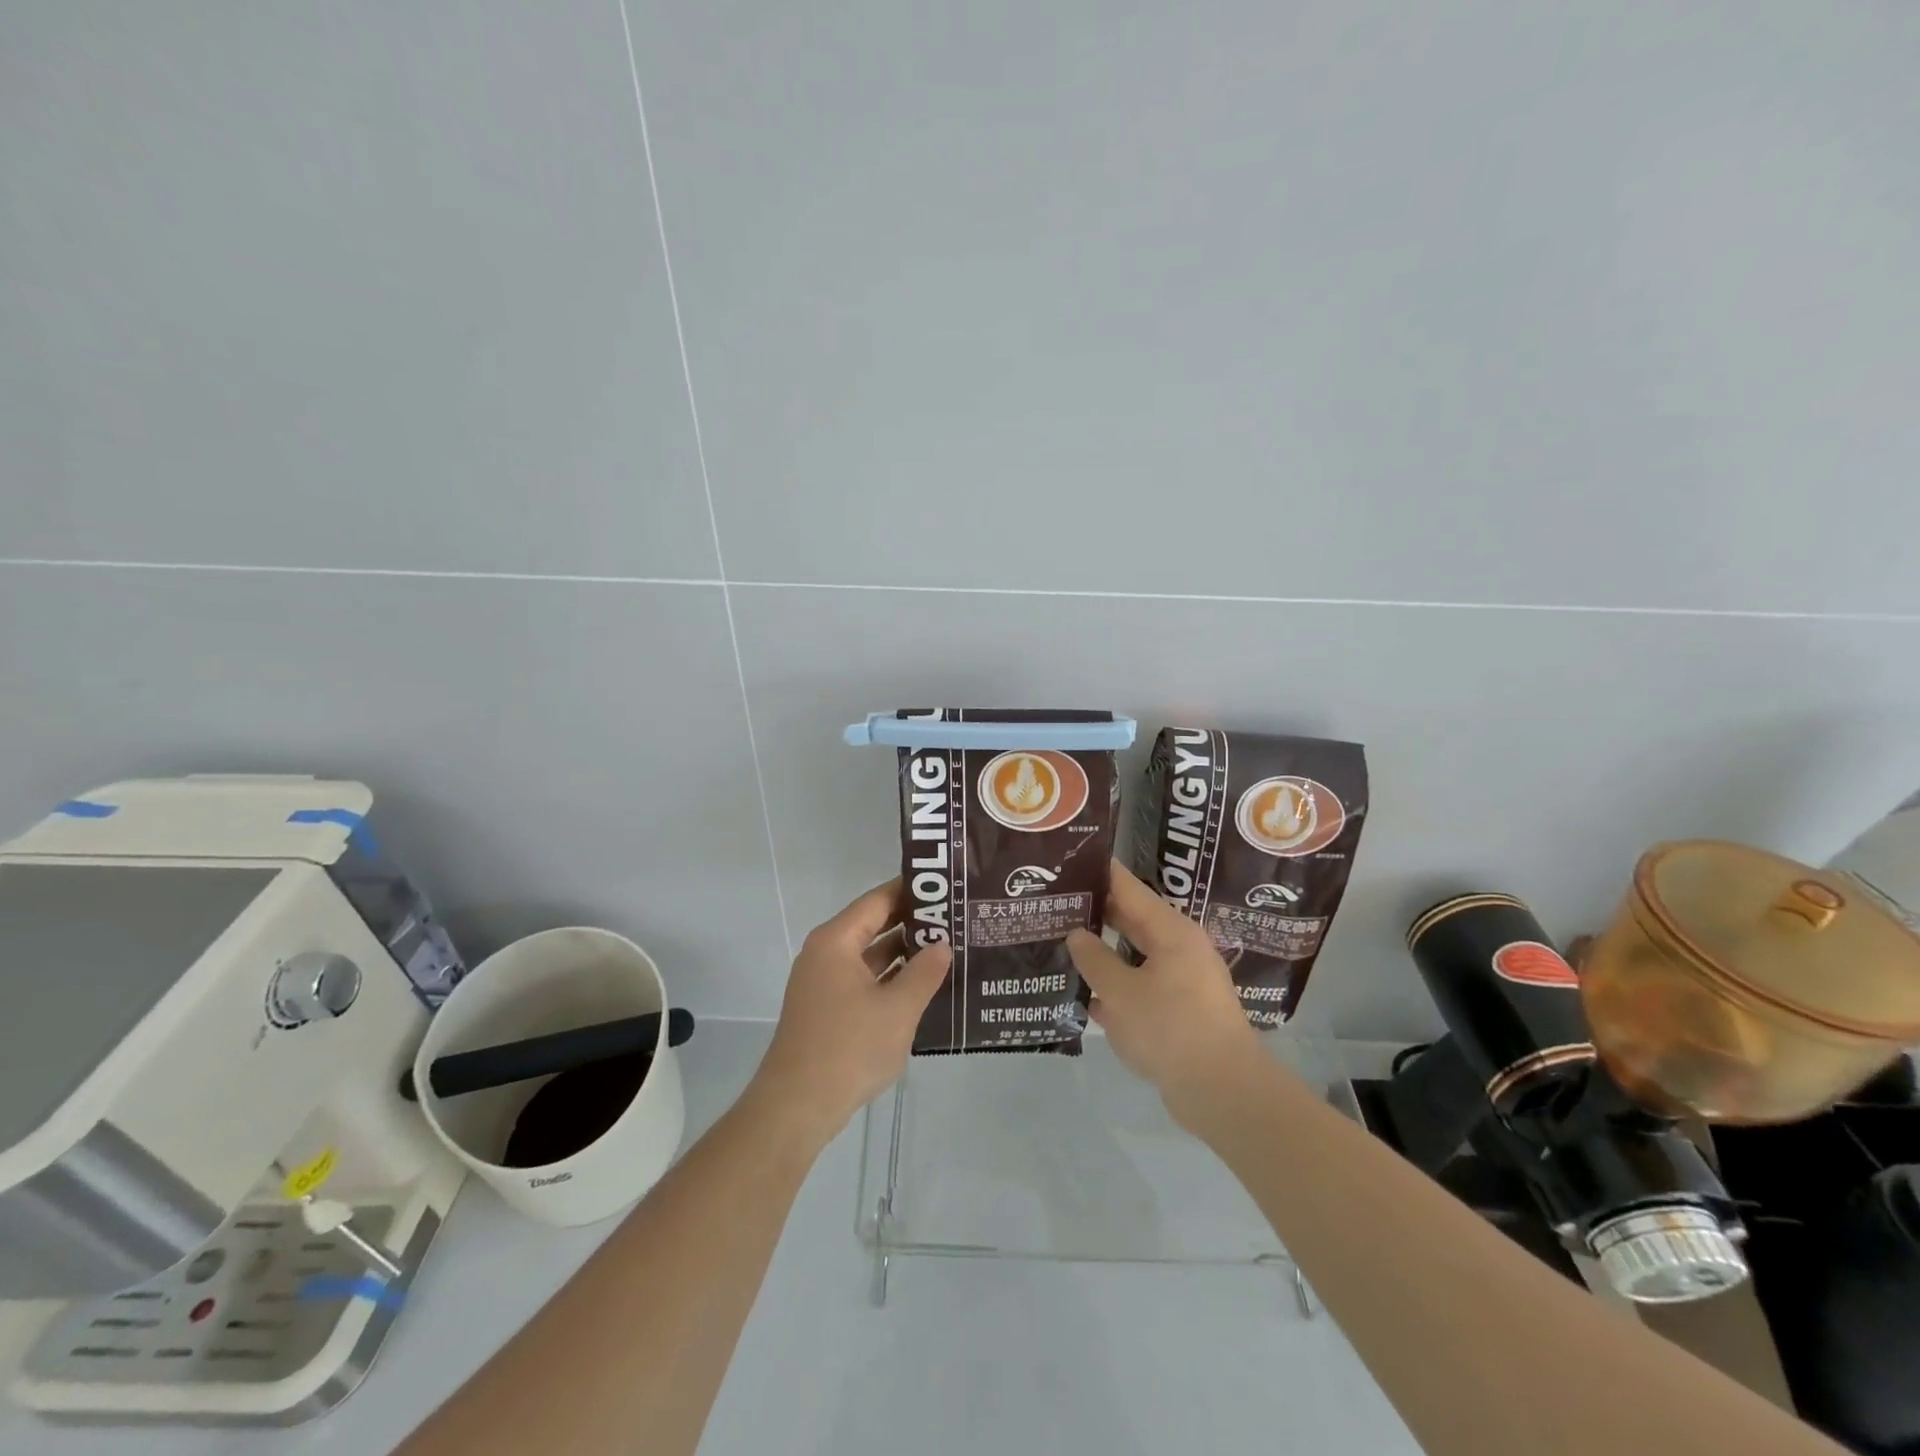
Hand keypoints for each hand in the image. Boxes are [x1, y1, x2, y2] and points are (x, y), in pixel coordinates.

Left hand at [748, 880, 949, 1149]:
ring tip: (947, 949)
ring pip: (869, 956)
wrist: (796, 1107)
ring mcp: (823, 983)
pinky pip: (863, 980)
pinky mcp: (826, 1010)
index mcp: (836, 941)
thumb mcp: (898, 1009)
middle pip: (873, 925)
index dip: (911, 891)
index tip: (946, 888)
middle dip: (912, 923)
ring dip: (903, 954)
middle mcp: (825, 954)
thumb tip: (943, 946)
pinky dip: (890, 979)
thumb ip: (924, 972)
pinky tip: (922, 987)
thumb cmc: (849, 1048)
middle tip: (955, 919)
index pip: (878, 900)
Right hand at [1068, 860, 1262, 1121]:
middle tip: (1054, 904)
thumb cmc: (1171, 1030)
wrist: (1224, 1094)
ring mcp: (1182, 980)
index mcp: (1170, 931)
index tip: (1066, 861)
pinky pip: (1141, 987)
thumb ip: (1095, 959)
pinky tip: (1083, 995)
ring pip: (1134, 956)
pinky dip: (1116, 987)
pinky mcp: (1180, 1011)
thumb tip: (1077, 935)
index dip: (1098, 872)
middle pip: (1131, 919)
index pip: (1128, 887)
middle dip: (1094, 913)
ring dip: (1102, 953)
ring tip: (1061, 945)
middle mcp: (1179, 948)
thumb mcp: (1121, 993)